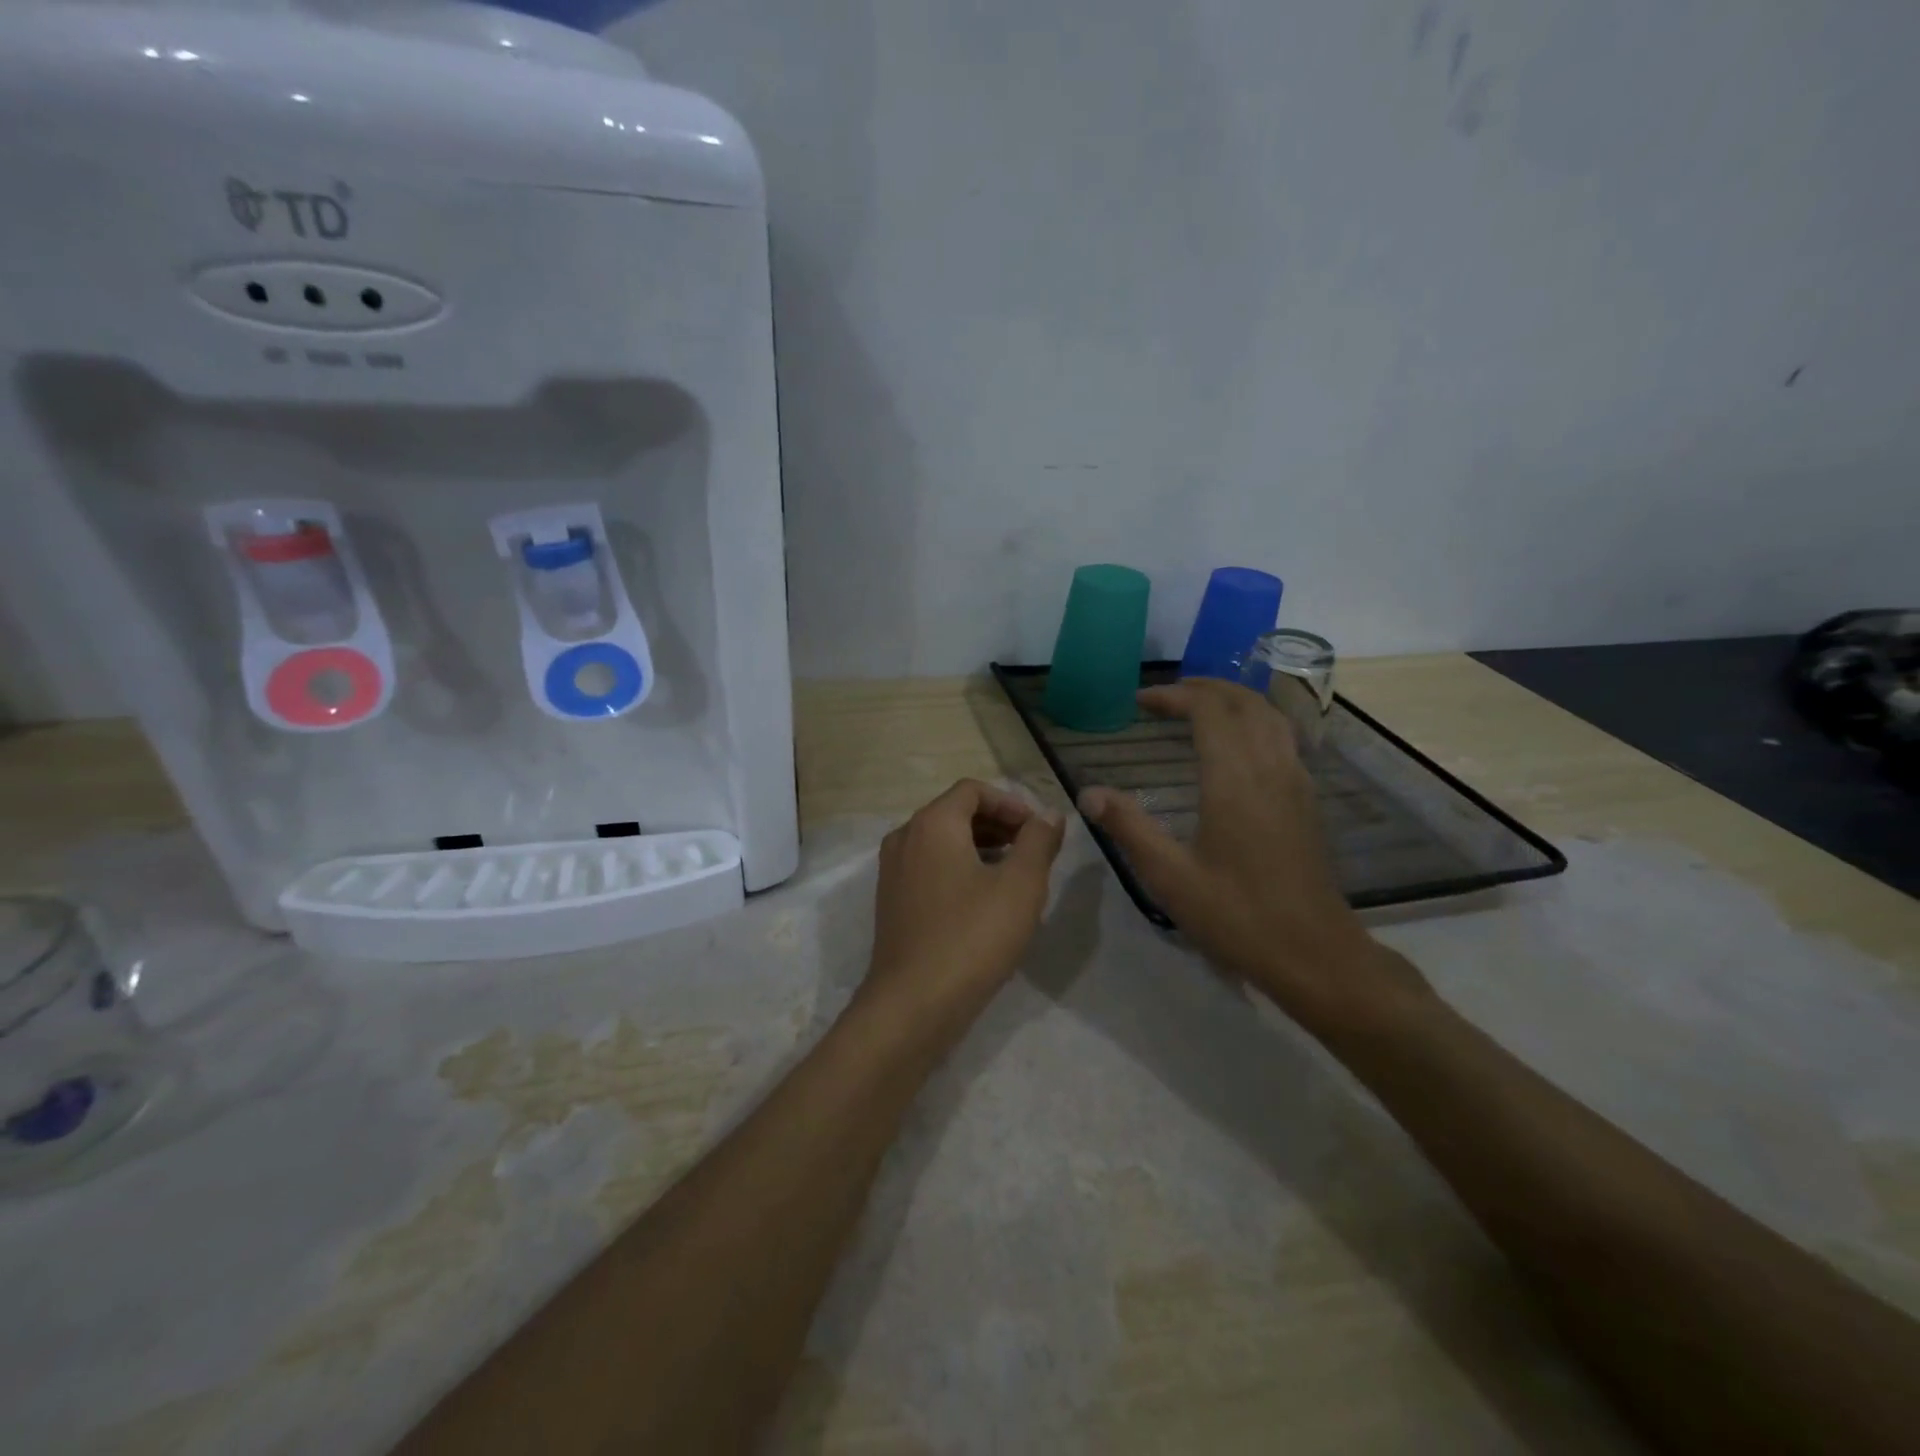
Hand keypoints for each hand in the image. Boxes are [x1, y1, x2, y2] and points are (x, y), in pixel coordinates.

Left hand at [863, 780, 1066, 1027]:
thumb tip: (1049, 814)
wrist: (913, 1003)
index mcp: (932, 824)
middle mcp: (905, 837)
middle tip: (1033, 850)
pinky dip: (960, 869)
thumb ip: (1039, 841)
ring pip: (942, 842)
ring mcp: (893, 871)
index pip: (973, 790)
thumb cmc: (972, 936)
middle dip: (998, 825)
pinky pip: (930, 868)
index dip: (1011, 803)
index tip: (1039, 830)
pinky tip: (986, 901)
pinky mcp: (892, 901)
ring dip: (981, 847)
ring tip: (1016, 874)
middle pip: (955, 813)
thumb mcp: (1020, 885)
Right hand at [1079, 681, 1429, 1031]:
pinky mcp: (1307, 800)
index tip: (1140, 701)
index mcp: (1234, 779)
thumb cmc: (1237, 915)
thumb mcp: (1170, 877)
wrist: (1314, 953)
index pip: (1208, 710)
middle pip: (1244, 702)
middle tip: (1165, 695)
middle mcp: (1270, 768)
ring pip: (1270, 715)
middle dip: (1204, 688)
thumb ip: (1128, 828)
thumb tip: (1088, 793)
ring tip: (1198, 706)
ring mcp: (1295, 782)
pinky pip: (1283, 737)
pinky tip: (1237, 744)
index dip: (1174, 695)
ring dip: (1233, 700)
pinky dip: (1255, 721)